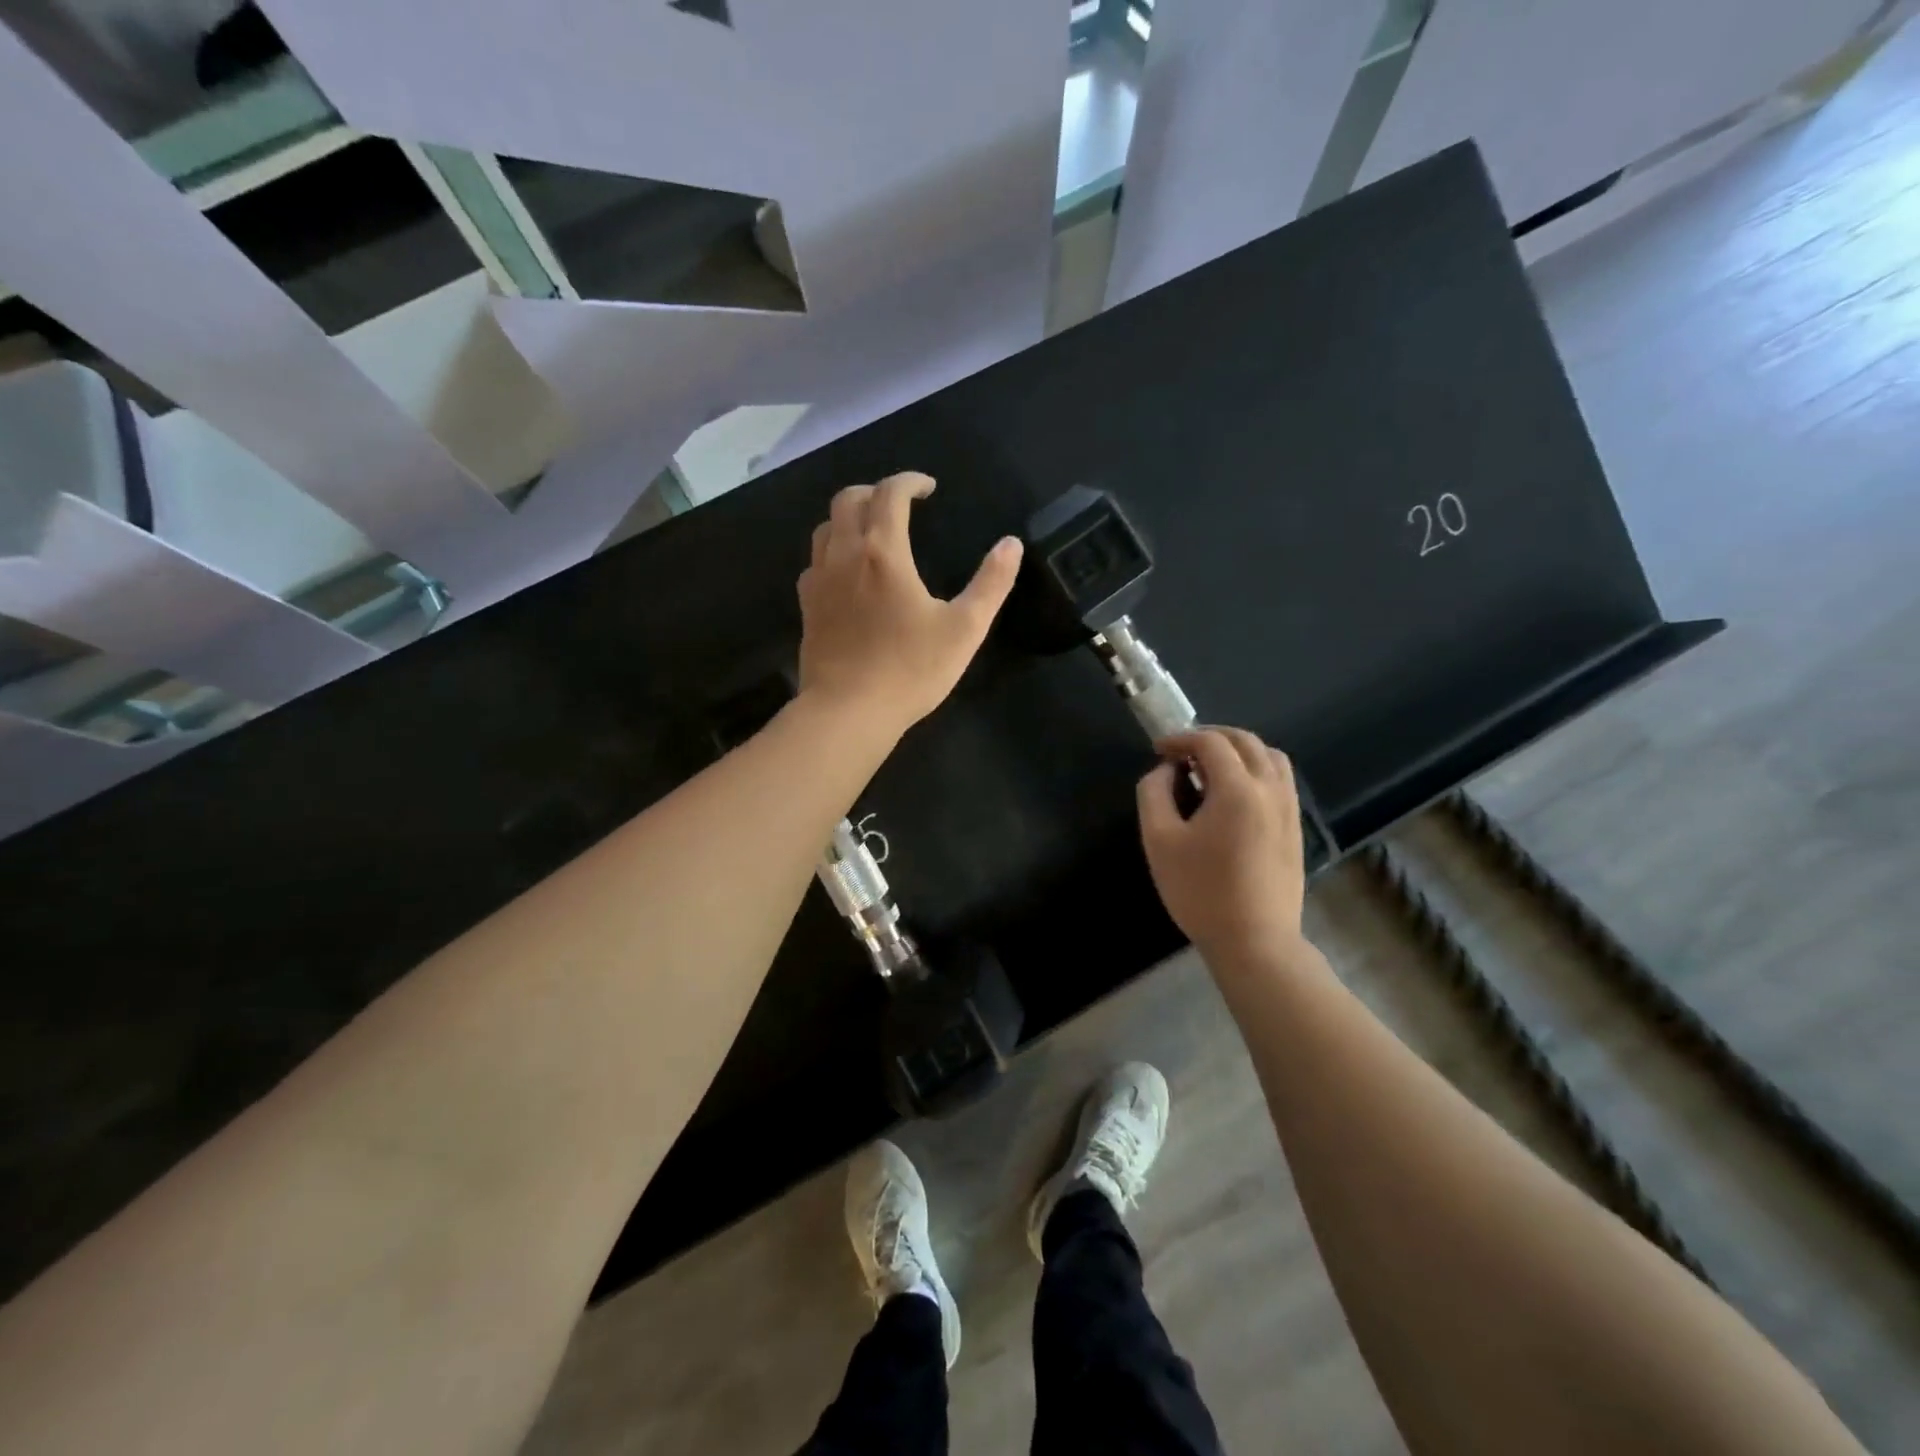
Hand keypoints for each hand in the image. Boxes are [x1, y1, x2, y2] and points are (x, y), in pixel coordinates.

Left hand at [797, 473, 1023, 734]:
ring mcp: (819, 581)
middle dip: (876, 491)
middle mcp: (844, 555)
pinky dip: (833, 552)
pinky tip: (848, 574)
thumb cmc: (910, 670)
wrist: (848, 712)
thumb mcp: (965, 629)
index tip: (928, 488)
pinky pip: (815, 563)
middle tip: (900, 504)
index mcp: (883, 552)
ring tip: (873, 533)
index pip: (890, 493)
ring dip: (850, 518)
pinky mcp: (807, 608)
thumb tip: (1012, 544)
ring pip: (825, 528)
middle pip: (848, 500)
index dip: (910, 481)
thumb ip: (991, 583)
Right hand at [1137, 727, 1305, 957]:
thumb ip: (1154, 794)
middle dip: (1210, 737)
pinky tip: (1234, 793)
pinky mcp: (1295, 827)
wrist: (1254, 941)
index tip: (1158, 750)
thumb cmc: (1200, 891)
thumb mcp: (1159, 841)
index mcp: (1237, 789)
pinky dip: (1256, 769)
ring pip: (1270, 757)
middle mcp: (1270, 789)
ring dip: (1238, 750)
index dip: (1181, 738)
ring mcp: (1289, 808)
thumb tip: (1164, 771)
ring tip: (1210, 767)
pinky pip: (1280, 780)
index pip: (1210, 742)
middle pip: (1244, 741)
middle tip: (1182, 752)